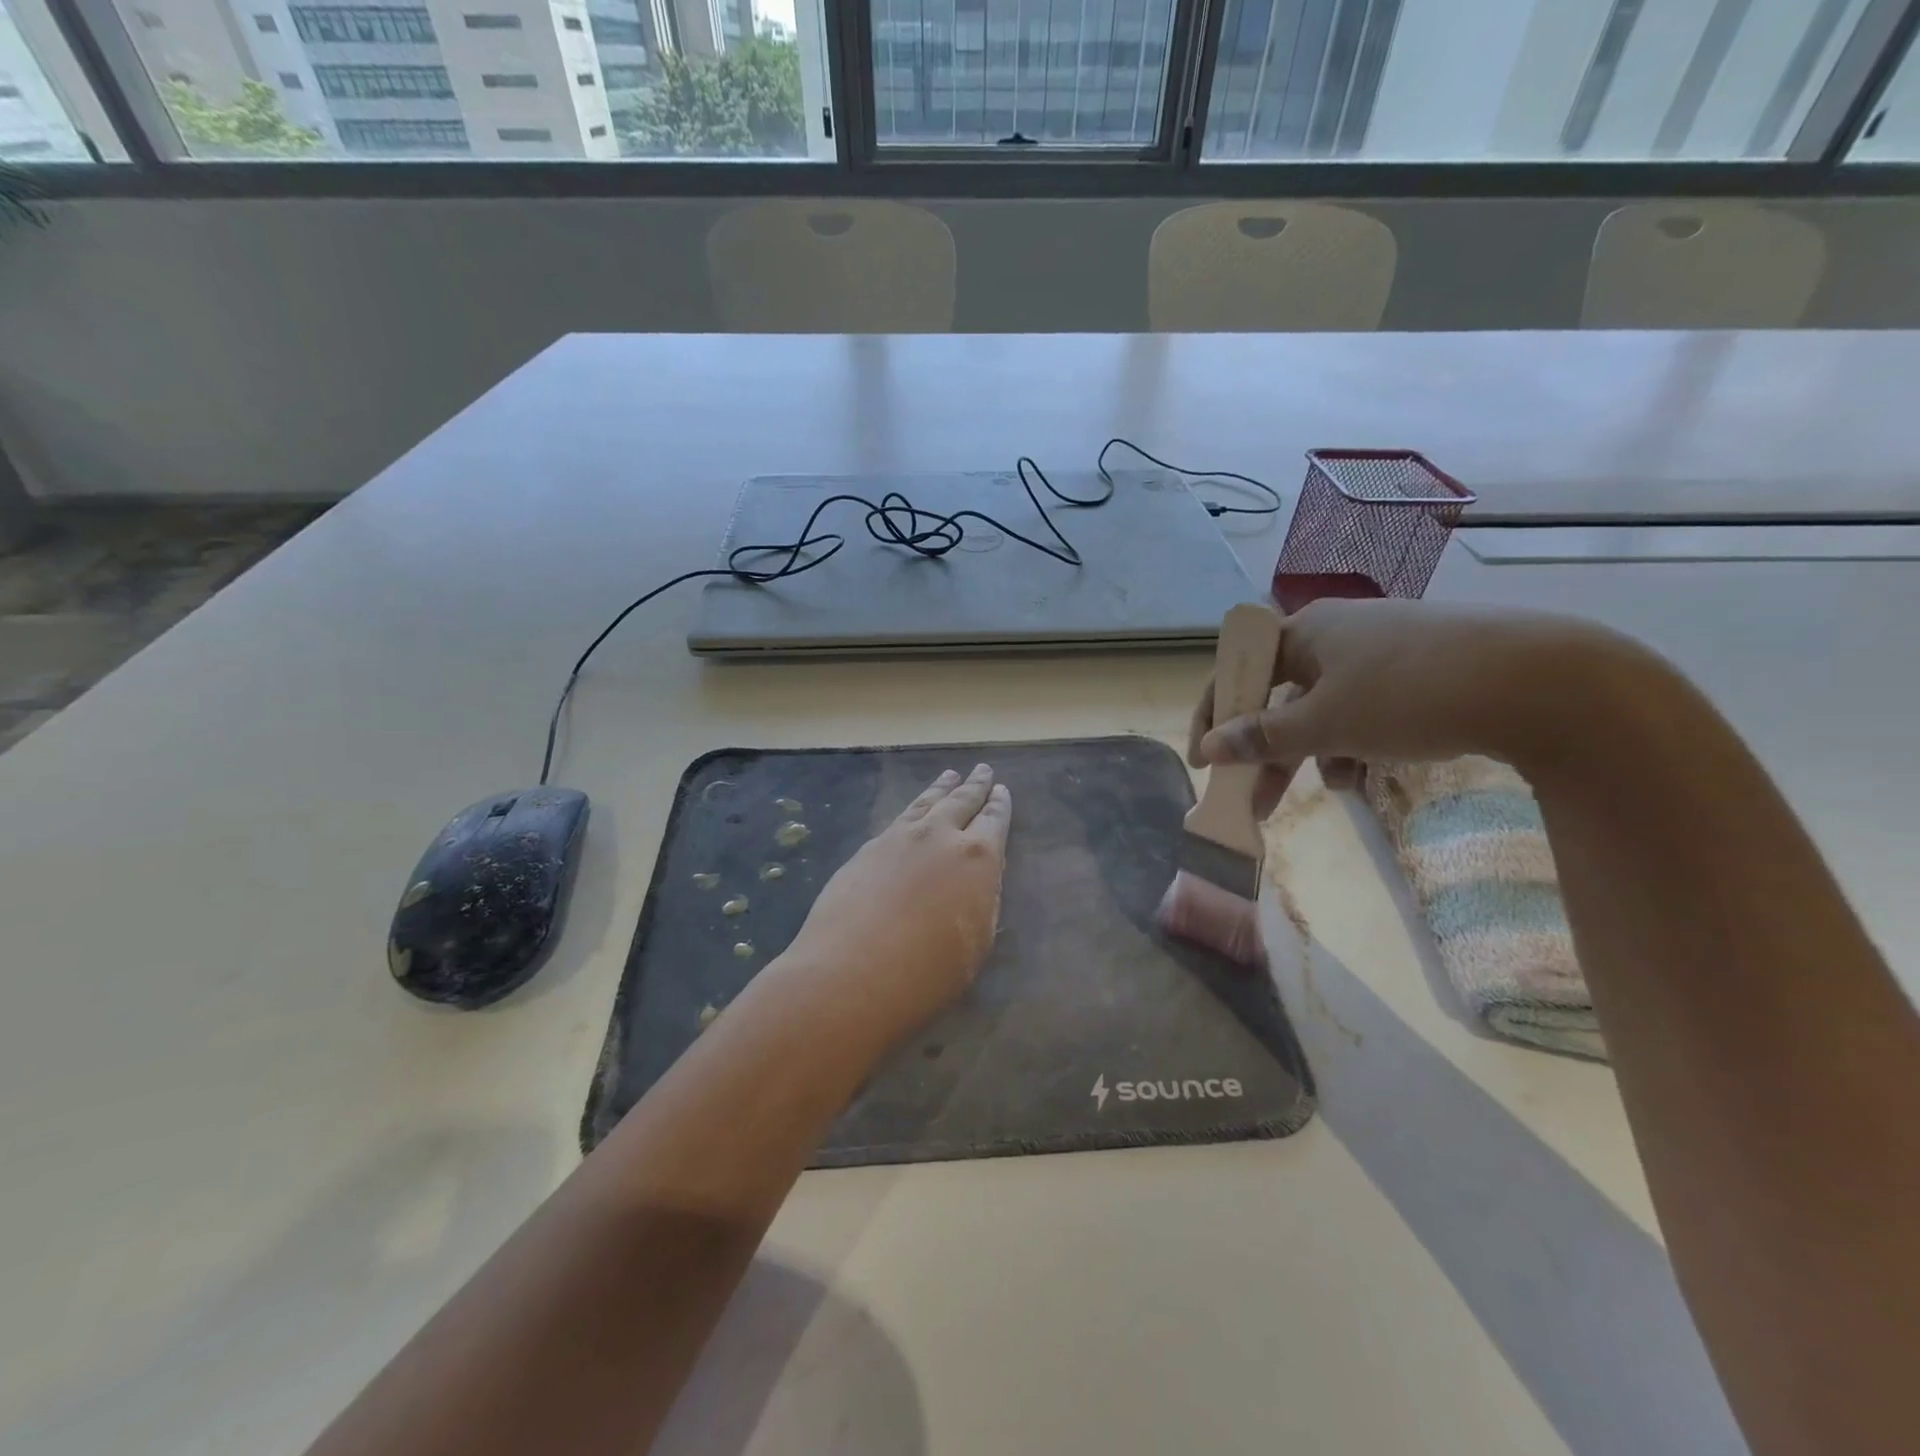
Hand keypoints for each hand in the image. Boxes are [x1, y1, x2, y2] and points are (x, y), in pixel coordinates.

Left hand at [780, 764, 1011, 1042]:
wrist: (851, 972)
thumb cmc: (927, 972)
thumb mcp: (976, 942)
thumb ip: (981, 900)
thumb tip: (978, 876)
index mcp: (977, 858)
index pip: (994, 821)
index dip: (1000, 806)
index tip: (1002, 791)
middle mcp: (940, 835)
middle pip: (961, 800)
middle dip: (975, 785)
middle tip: (982, 770)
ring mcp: (899, 838)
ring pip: (926, 803)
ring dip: (941, 788)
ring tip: (950, 775)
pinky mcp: (867, 848)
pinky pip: (899, 818)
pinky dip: (913, 809)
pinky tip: (912, 813)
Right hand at [1188, 599, 1626, 778]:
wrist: (1545, 682)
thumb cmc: (1410, 694)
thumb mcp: (1326, 723)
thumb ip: (1262, 738)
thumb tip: (1208, 749)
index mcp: (1305, 631)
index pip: (1238, 671)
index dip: (1213, 716)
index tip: (1203, 762)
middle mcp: (1337, 634)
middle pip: (1280, 696)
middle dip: (1267, 751)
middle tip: (1255, 801)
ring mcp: (1382, 651)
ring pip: (1325, 709)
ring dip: (1316, 752)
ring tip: (1335, 789)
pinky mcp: (1421, 671)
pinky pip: (1366, 710)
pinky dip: (1358, 743)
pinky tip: (1369, 773)